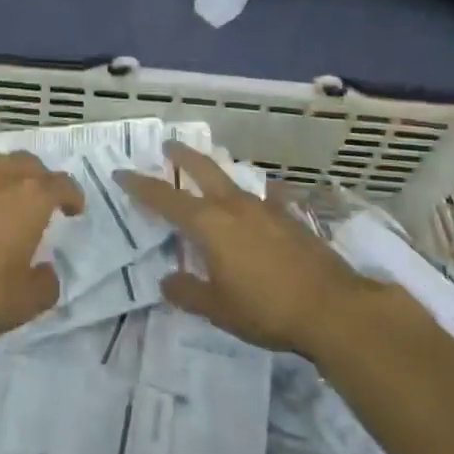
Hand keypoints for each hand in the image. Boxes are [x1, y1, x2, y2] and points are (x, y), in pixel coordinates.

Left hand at [0, 151, 82, 342]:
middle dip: (38, 177)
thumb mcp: (27, 301)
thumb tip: (46, 271)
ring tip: (0, 191)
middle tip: (38, 198)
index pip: (62, 183)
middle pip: (26, 163)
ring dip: (1, 173)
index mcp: (30, 197)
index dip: (72, 195)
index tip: (73, 210)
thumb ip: (46, 282)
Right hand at [116, 142, 380, 353]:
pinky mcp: (290, 217)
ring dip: (215, 172)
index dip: (140, 185)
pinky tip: (255, 206)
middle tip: (168, 144)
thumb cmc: (266, 309)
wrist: (332, 307)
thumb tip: (166, 280)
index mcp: (209, 224)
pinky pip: (261, 198)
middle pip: (202, 169)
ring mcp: (265, 207)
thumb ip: (187, 292)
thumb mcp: (218, 308)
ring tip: (208, 173)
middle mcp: (234, 206)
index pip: (165, 198)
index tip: (122, 172)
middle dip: (182, 155)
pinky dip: (249, 198)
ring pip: (232, 180)